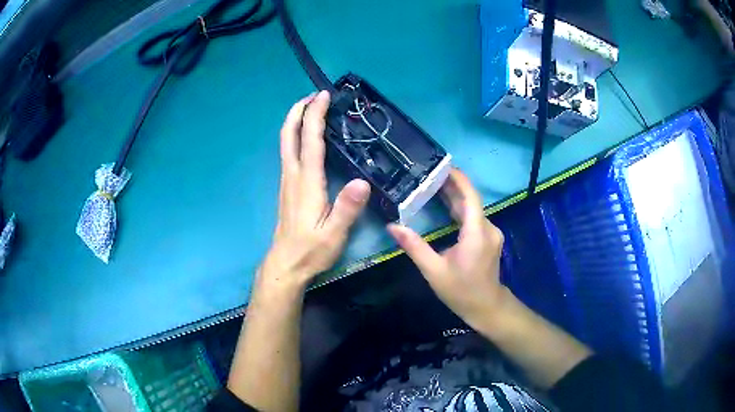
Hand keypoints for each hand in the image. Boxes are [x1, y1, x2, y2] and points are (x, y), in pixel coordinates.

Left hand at [259, 91, 370, 290]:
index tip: (323, 96)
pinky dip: (296, 136)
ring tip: (310, 109)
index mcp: (307, 182)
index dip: (315, 115)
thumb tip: (363, 182)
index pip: (310, 140)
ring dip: (296, 121)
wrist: (286, 264)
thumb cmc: (311, 250)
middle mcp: (293, 175)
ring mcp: (287, 181)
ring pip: (286, 143)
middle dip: (298, 111)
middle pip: (289, 135)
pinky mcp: (288, 188)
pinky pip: (289, 153)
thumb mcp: (334, 233)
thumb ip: (347, 208)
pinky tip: (306, 138)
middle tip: (312, 95)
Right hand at [387, 169, 509, 328]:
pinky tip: (444, 207)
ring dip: (454, 197)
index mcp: (476, 233)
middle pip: (470, 200)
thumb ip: (414, 247)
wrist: (487, 307)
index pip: (470, 196)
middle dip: (451, 186)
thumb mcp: (434, 271)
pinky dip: (459, 210)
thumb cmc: (461, 291)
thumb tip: (392, 227)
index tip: (442, 166)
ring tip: (432, 186)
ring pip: (473, 209)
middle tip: (428, 174)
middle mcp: (488, 228)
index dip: (458, 179)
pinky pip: (474, 218)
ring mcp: (491, 233)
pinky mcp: (489, 238)